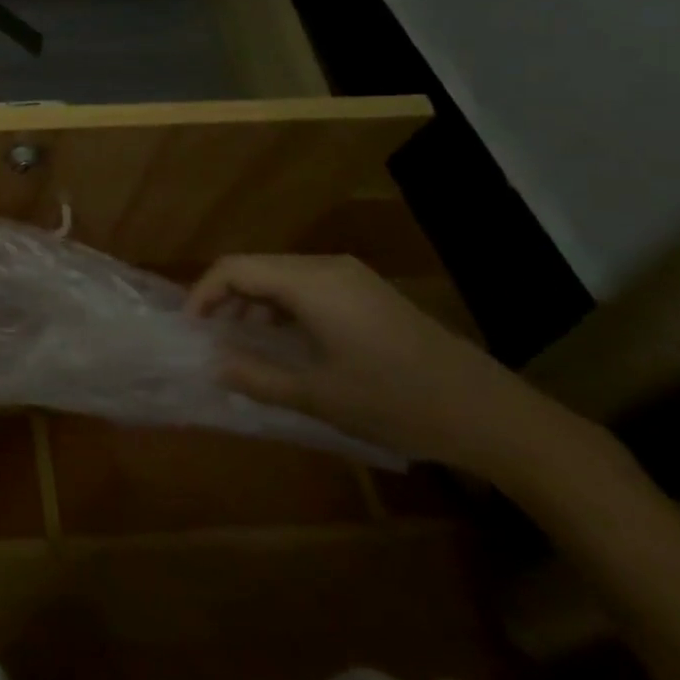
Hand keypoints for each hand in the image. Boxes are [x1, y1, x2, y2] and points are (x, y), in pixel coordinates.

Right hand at [187, 254, 571, 476]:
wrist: (490, 413)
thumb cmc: (396, 402)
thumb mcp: (319, 395)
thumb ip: (257, 377)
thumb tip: (212, 364)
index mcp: (311, 282)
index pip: (235, 268)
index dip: (203, 293)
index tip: (190, 329)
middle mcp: (328, 266)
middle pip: (257, 266)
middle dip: (225, 296)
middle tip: (210, 336)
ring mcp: (352, 276)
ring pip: (282, 274)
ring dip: (254, 301)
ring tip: (242, 340)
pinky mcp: (368, 291)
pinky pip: (308, 285)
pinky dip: (283, 304)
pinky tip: (285, 339)